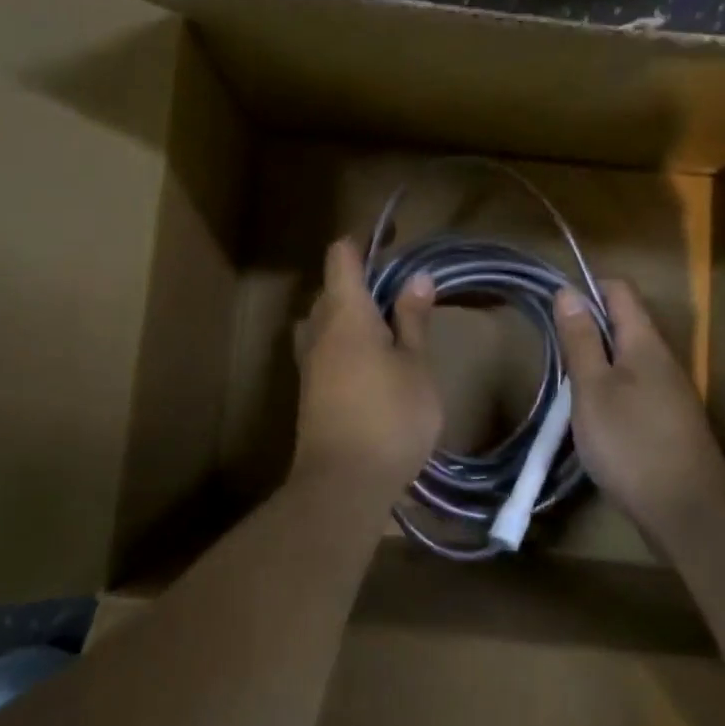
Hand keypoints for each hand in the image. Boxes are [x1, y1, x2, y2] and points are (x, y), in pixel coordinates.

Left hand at [291, 238, 442, 494]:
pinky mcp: (309, 390)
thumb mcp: (416, 366)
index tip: (393, 241)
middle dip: (363, 281)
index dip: (364, 242)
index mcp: (345, 313)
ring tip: (387, 329)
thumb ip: (412, 320)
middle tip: (402, 294)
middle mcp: (318, 329)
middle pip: (332, 287)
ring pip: (324, 319)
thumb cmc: (390, 418)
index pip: (342, 256)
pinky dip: (344, 341)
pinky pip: (323, 347)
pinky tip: (372, 363)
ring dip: (351, 314)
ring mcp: (308, 361)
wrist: (343, 484)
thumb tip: (416, 278)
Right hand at [555, 280, 724, 536]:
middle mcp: (662, 360)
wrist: (688, 511)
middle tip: (553, 350)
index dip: (587, 288)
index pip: (619, 291)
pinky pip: (634, 388)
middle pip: (624, 323)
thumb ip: (580, 341)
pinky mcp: (668, 421)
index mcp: (644, 343)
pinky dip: (609, 390)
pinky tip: (592, 417)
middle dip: (587, 328)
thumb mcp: (593, 389)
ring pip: (627, 358)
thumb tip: (569, 291)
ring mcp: (669, 392)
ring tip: (566, 385)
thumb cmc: (631, 443)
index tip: (553, 306)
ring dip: (596, 362)